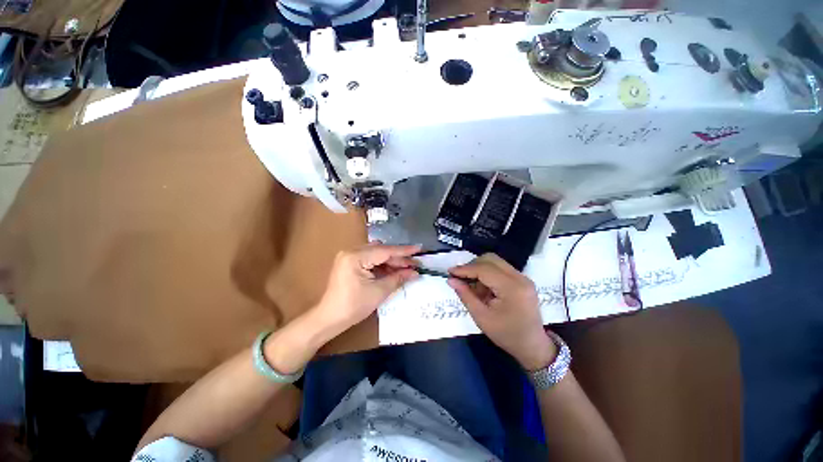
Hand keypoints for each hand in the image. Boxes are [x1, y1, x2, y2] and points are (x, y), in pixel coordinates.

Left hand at [315, 243, 419, 333]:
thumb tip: (415, 273)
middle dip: (398, 258)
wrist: (330, 318)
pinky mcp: (349, 263)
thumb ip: (398, 278)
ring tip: (407, 268)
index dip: (404, 251)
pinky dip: (382, 265)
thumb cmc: (354, 306)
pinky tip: (393, 270)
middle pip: (381, 251)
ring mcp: (349, 256)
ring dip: (391, 261)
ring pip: (376, 254)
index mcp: (356, 256)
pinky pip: (370, 260)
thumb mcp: (379, 291)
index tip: (419, 249)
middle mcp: (351, 251)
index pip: (385, 251)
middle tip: (415, 264)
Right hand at [448, 254, 555, 369]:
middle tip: (461, 278)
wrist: (533, 346)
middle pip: (491, 259)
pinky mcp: (522, 280)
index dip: (465, 269)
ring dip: (480, 270)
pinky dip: (488, 274)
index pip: (484, 269)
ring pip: (495, 262)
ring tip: (473, 287)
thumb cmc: (506, 335)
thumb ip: (465, 296)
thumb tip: (451, 280)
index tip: (450, 272)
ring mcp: (523, 277)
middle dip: (473, 266)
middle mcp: (520, 278)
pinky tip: (484, 288)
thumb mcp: (481, 317)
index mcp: (512, 288)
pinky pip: (501, 269)